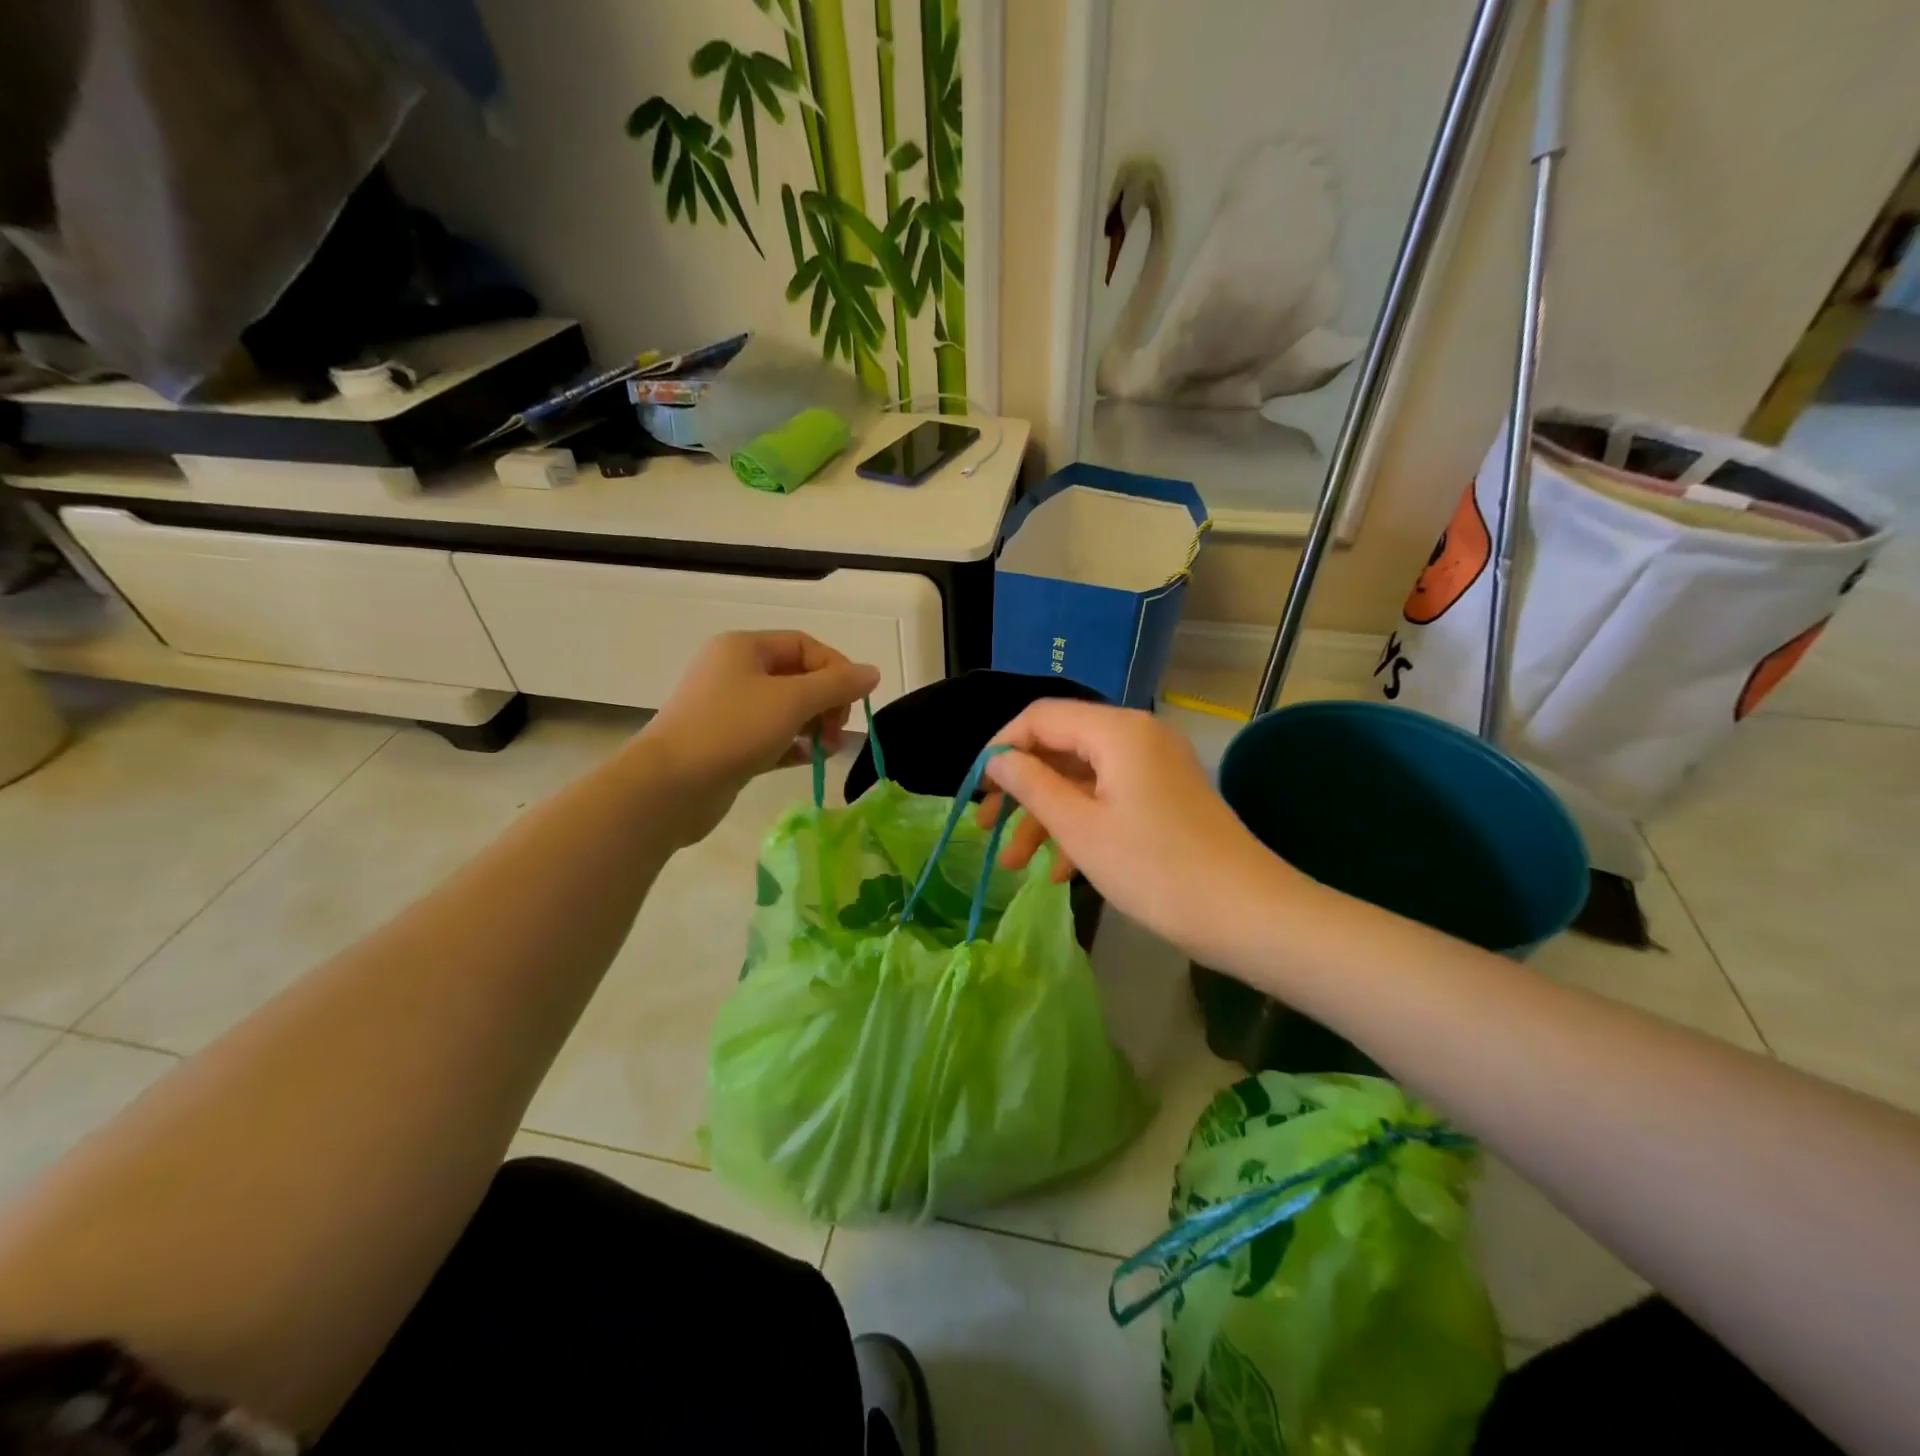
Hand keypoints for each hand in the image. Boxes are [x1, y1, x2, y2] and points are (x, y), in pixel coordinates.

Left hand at [637, 631, 879, 843]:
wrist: (670, 786)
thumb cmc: (732, 730)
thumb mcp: (793, 701)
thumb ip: (837, 686)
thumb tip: (873, 673)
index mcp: (744, 648)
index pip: (805, 646)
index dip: (837, 669)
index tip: (854, 701)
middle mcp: (734, 672)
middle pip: (798, 677)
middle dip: (827, 701)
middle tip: (838, 730)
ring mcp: (728, 709)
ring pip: (786, 709)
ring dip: (815, 725)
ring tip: (828, 750)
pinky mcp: (727, 744)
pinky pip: (771, 736)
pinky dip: (794, 745)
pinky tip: (810, 759)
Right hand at [978, 700, 1307, 966]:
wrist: (1247, 914)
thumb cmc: (1155, 868)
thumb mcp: (1080, 827)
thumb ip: (1032, 785)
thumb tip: (998, 759)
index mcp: (1116, 730)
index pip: (1041, 717)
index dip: (1001, 748)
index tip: (975, 790)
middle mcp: (1136, 736)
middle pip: (1061, 748)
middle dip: (1021, 789)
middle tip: (986, 828)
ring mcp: (1154, 768)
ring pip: (1082, 780)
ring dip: (1046, 817)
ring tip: (1015, 864)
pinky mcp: (1165, 798)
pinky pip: (1109, 799)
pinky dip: (1081, 826)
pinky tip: (1059, 872)